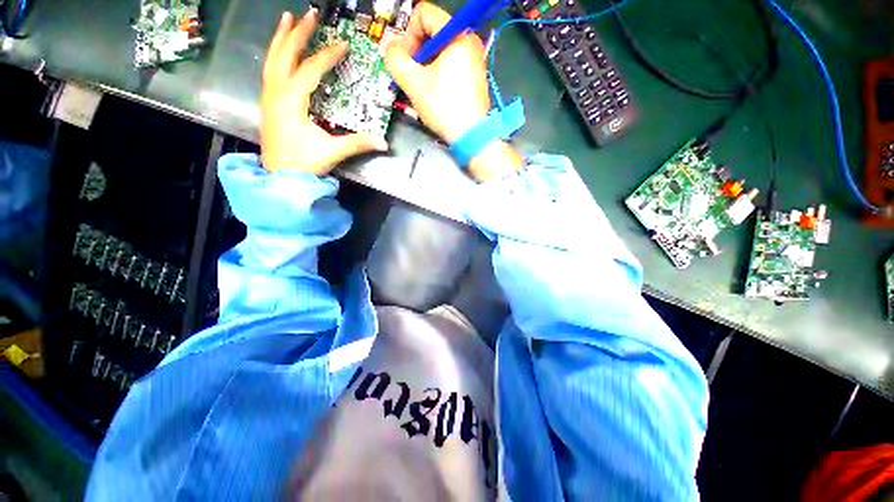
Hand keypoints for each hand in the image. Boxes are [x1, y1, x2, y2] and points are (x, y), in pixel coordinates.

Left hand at [261, 10, 387, 174]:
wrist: (279, 177)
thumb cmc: (303, 164)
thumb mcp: (332, 152)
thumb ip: (357, 144)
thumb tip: (384, 143)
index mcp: (291, 101)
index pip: (311, 70)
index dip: (327, 56)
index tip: (343, 44)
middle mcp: (276, 93)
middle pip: (285, 54)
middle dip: (298, 33)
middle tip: (310, 14)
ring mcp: (269, 97)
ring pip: (272, 59)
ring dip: (281, 38)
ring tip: (288, 19)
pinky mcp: (268, 104)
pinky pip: (270, 70)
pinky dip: (276, 55)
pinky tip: (281, 51)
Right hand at [385, 3, 523, 180]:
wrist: (471, 136)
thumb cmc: (445, 108)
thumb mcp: (414, 83)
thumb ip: (395, 59)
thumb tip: (390, 48)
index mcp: (457, 35)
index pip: (423, 13)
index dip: (407, 33)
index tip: (405, 59)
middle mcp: (469, 41)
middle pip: (431, 32)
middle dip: (416, 52)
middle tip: (410, 75)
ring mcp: (474, 59)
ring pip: (439, 51)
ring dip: (424, 66)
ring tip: (421, 87)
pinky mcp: (474, 76)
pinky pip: (449, 64)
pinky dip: (437, 73)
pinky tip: (434, 92)